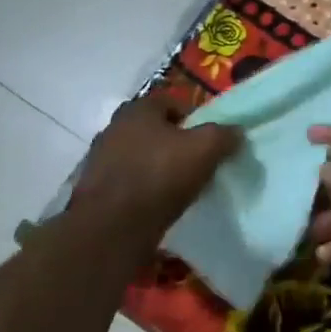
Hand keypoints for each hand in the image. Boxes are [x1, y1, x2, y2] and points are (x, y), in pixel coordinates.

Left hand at [68, 96, 241, 241]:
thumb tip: (235, 132)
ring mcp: (99, 160)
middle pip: (152, 130)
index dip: (191, 118)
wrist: (111, 229)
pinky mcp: (95, 191)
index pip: (169, 102)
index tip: (206, 140)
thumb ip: (223, 135)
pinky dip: (142, 189)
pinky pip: (127, 182)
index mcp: (137, 110)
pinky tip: (157, 205)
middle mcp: (113, 128)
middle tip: (194, 162)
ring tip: (178, 187)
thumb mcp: (204, 150)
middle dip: (173, 143)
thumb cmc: (159, 177)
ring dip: (156, 167)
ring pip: (138, 156)